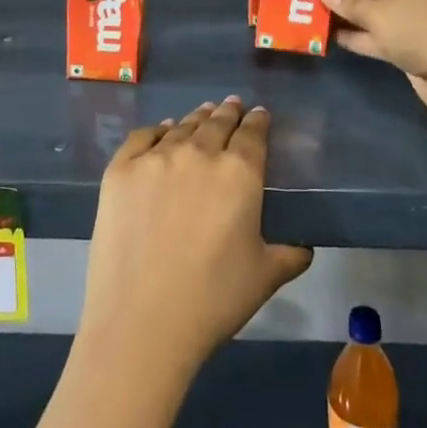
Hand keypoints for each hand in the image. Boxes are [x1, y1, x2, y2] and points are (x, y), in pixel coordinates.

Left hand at [79, 98, 313, 380]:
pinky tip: (163, 131)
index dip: (257, 121)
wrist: (141, 321)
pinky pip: (143, 136)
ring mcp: (156, 157)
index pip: (253, 133)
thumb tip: (305, 246)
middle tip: (232, 106)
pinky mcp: (121, 169)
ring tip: (203, 113)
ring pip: (182, 126)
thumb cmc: (212, 300)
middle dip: (228, 113)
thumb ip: (290, 254)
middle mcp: (199, 152)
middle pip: (217, 122)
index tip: (258, 114)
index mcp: (239, 173)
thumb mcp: (265, 277)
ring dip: (196, 118)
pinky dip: (157, 130)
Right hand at [323, 0, 426, 120]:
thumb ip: (349, 2)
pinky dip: (356, 35)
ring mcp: (408, 17)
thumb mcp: (378, 14)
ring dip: (345, 13)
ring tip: (309, 13)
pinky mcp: (406, 44)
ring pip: (369, 10)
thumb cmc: (419, 30)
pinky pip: (375, 33)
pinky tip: (328, 37)